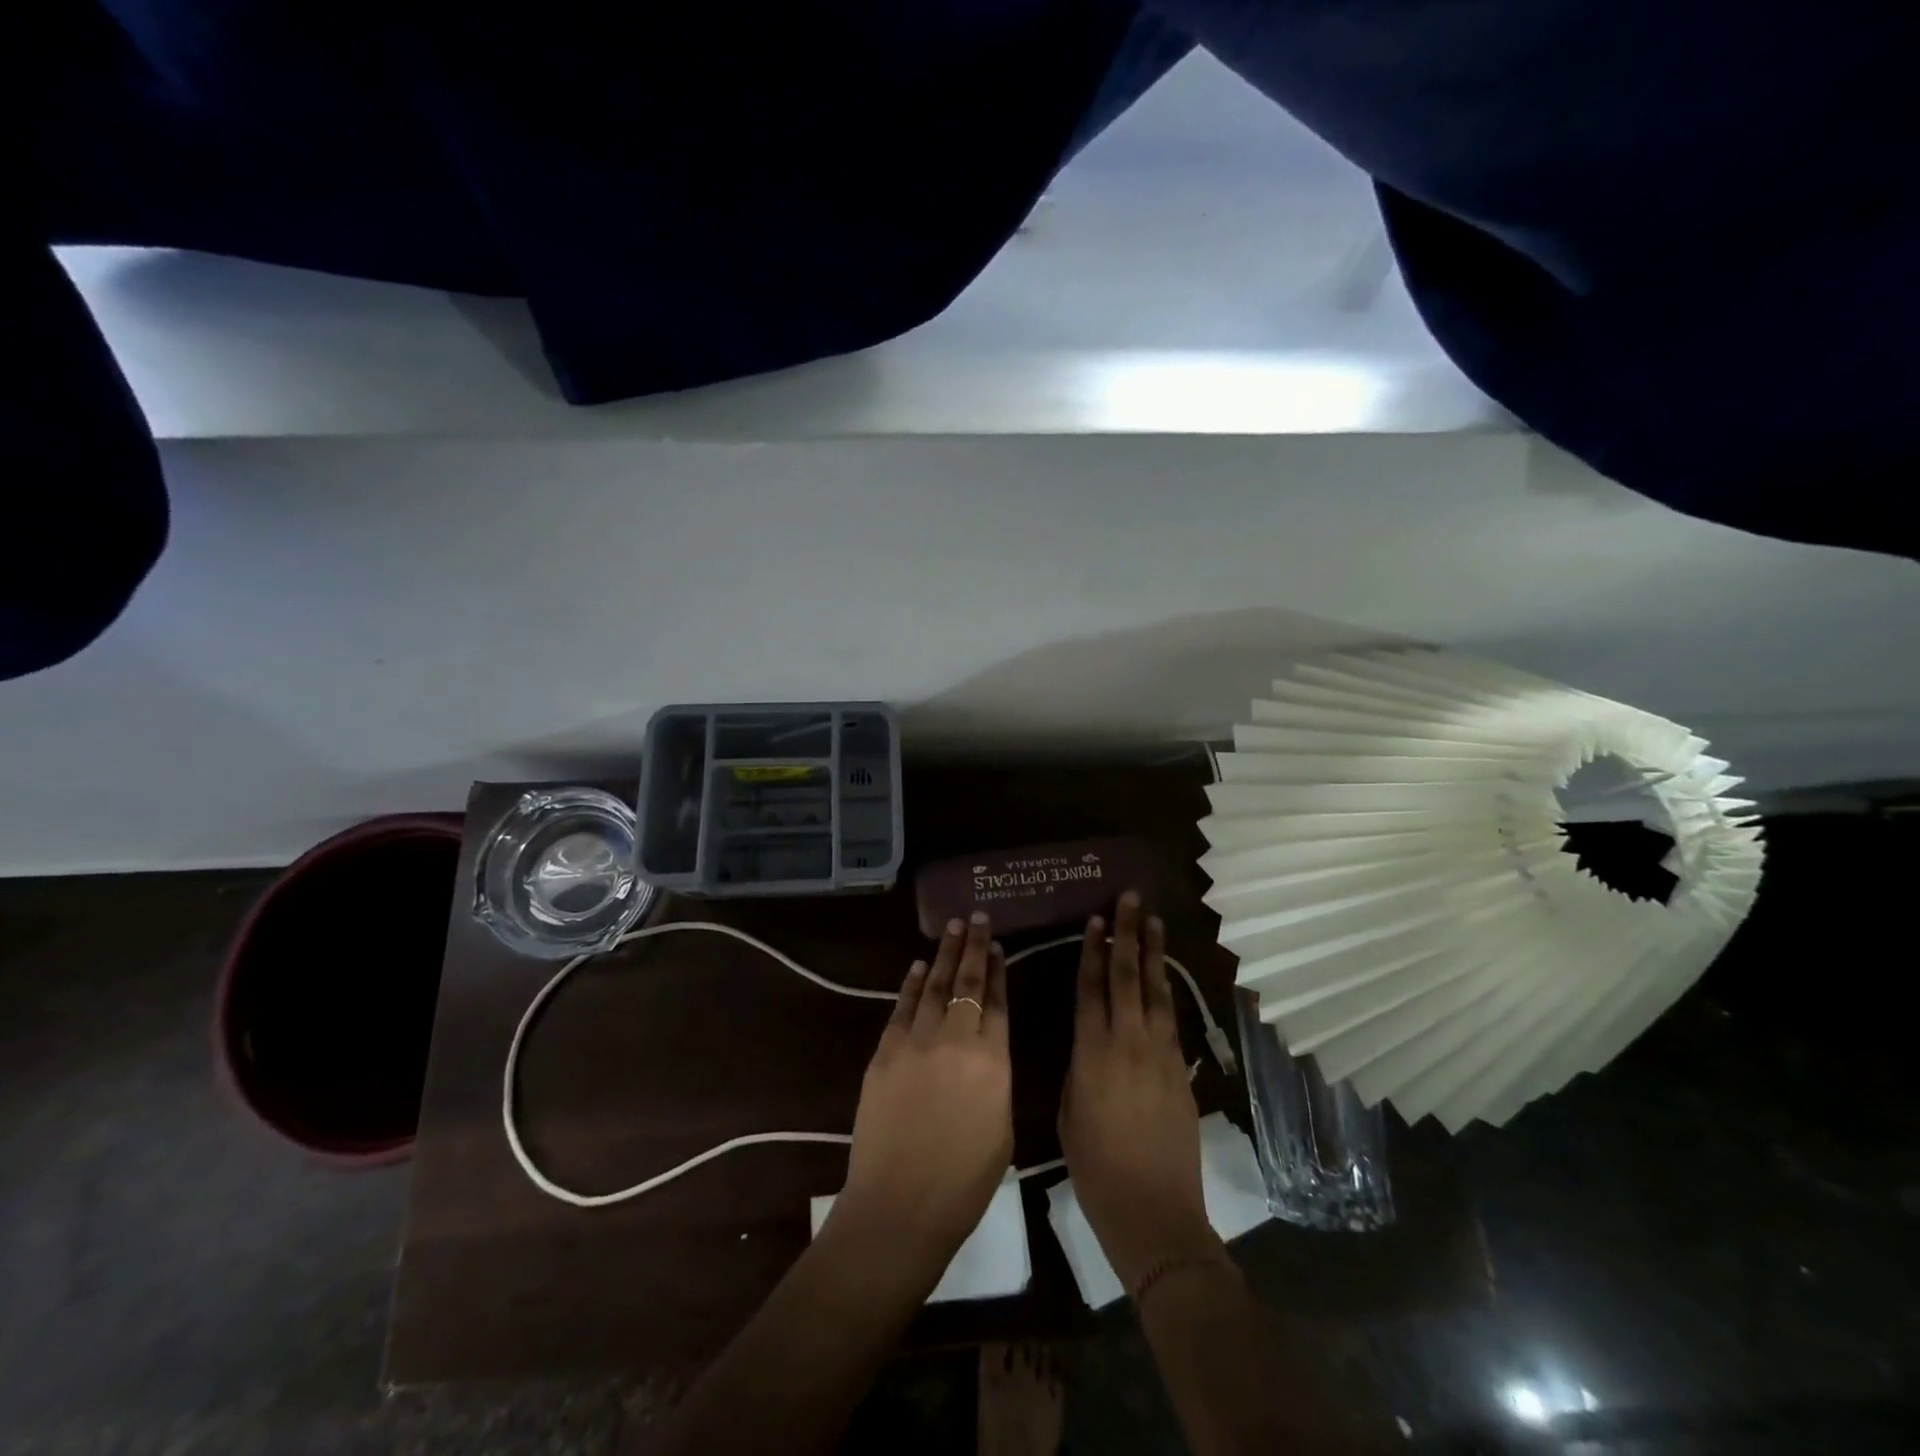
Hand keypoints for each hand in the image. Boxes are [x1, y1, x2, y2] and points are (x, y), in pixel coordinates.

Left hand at [834, 913, 1012, 1276]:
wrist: (899, 1205)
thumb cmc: (964, 1181)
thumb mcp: (1001, 1128)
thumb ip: (996, 1078)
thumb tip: (987, 1050)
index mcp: (992, 1060)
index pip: (997, 1001)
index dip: (997, 970)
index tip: (996, 944)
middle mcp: (955, 1039)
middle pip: (966, 981)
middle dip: (972, 946)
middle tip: (976, 916)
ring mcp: (915, 1041)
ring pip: (933, 985)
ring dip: (943, 953)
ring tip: (952, 927)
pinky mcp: (884, 1052)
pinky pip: (901, 1007)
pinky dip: (910, 983)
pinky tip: (918, 966)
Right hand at [1058, 892, 1218, 1291]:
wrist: (1153, 1211)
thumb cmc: (1095, 1167)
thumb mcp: (1069, 1111)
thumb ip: (1078, 1067)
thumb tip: (1088, 1042)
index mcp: (1091, 1052)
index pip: (1091, 987)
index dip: (1092, 950)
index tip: (1096, 920)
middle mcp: (1127, 1042)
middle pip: (1127, 976)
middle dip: (1128, 935)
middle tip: (1130, 900)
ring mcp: (1159, 1053)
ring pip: (1155, 990)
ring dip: (1153, 952)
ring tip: (1153, 920)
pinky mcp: (1180, 1069)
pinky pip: (1171, 1018)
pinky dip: (1166, 989)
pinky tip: (1164, 974)